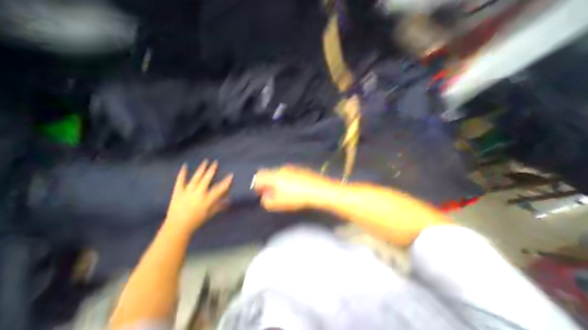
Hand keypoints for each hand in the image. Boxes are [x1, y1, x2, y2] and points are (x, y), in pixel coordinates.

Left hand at [165, 160, 231, 232]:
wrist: (177, 226)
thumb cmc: (197, 220)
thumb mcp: (211, 213)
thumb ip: (220, 205)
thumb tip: (229, 200)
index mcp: (208, 199)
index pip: (220, 188)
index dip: (226, 181)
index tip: (231, 175)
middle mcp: (199, 193)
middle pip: (207, 179)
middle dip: (212, 170)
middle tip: (216, 162)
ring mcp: (188, 191)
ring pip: (196, 178)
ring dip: (201, 169)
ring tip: (205, 161)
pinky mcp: (178, 192)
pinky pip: (180, 181)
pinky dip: (182, 173)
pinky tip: (185, 166)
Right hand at [253, 165, 335, 210]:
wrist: (319, 190)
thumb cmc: (297, 197)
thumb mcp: (279, 204)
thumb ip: (267, 201)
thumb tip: (265, 197)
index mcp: (274, 176)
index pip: (258, 177)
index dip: (256, 186)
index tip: (260, 194)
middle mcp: (281, 169)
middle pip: (269, 174)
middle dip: (267, 184)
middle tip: (271, 194)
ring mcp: (291, 168)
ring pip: (279, 174)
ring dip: (277, 182)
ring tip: (284, 192)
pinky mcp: (300, 169)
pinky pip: (288, 173)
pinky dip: (286, 180)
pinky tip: (294, 188)